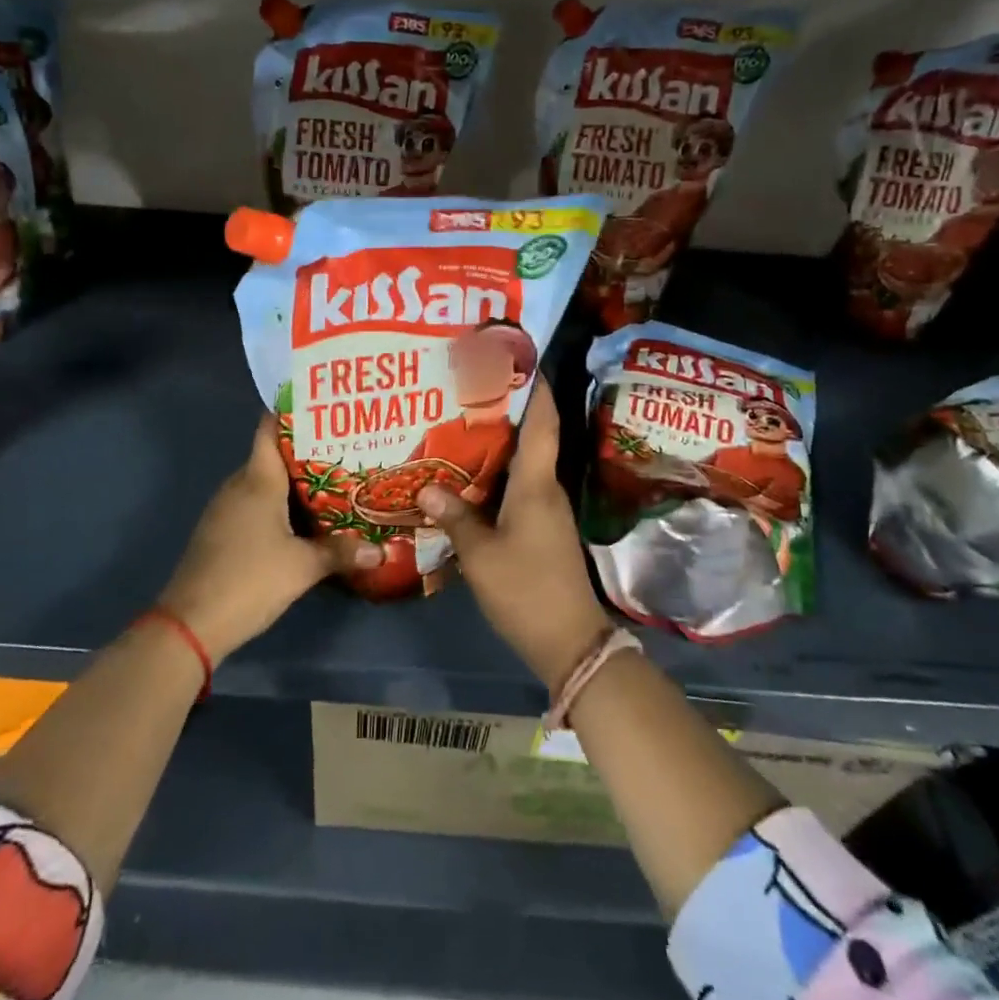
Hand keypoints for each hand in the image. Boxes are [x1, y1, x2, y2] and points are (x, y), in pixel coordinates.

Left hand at [156, 414, 349, 663]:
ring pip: (265, 483)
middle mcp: (239, 486)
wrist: (191, 624)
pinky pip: (255, 505)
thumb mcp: (303, 567)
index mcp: (257, 480)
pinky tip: (305, 520)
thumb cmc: (249, 580)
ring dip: (295, 483)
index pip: (270, 429)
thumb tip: (379, 549)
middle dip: (308, 452)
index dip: (293, 413)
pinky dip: (280, 506)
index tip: (324, 406)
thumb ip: (341, 553)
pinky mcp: (222, 532)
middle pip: (273, 456)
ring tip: (335, 482)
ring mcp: (226, 510)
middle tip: (346, 450)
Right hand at [417, 378, 609, 691]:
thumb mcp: (481, 555)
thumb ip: (456, 518)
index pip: (543, 422)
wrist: (570, 642)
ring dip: (498, 442)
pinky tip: (468, 476)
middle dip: (506, 408)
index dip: (535, 387)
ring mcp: (546, 509)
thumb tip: (428, 488)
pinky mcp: (541, 528)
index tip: (516, 357)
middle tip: (467, 387)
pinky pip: (518, 487)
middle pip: (531, 436)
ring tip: (459, 424)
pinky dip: (496, 473)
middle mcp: (546, 487)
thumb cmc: (526, 590)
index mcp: (537, 483)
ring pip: (523, 462)